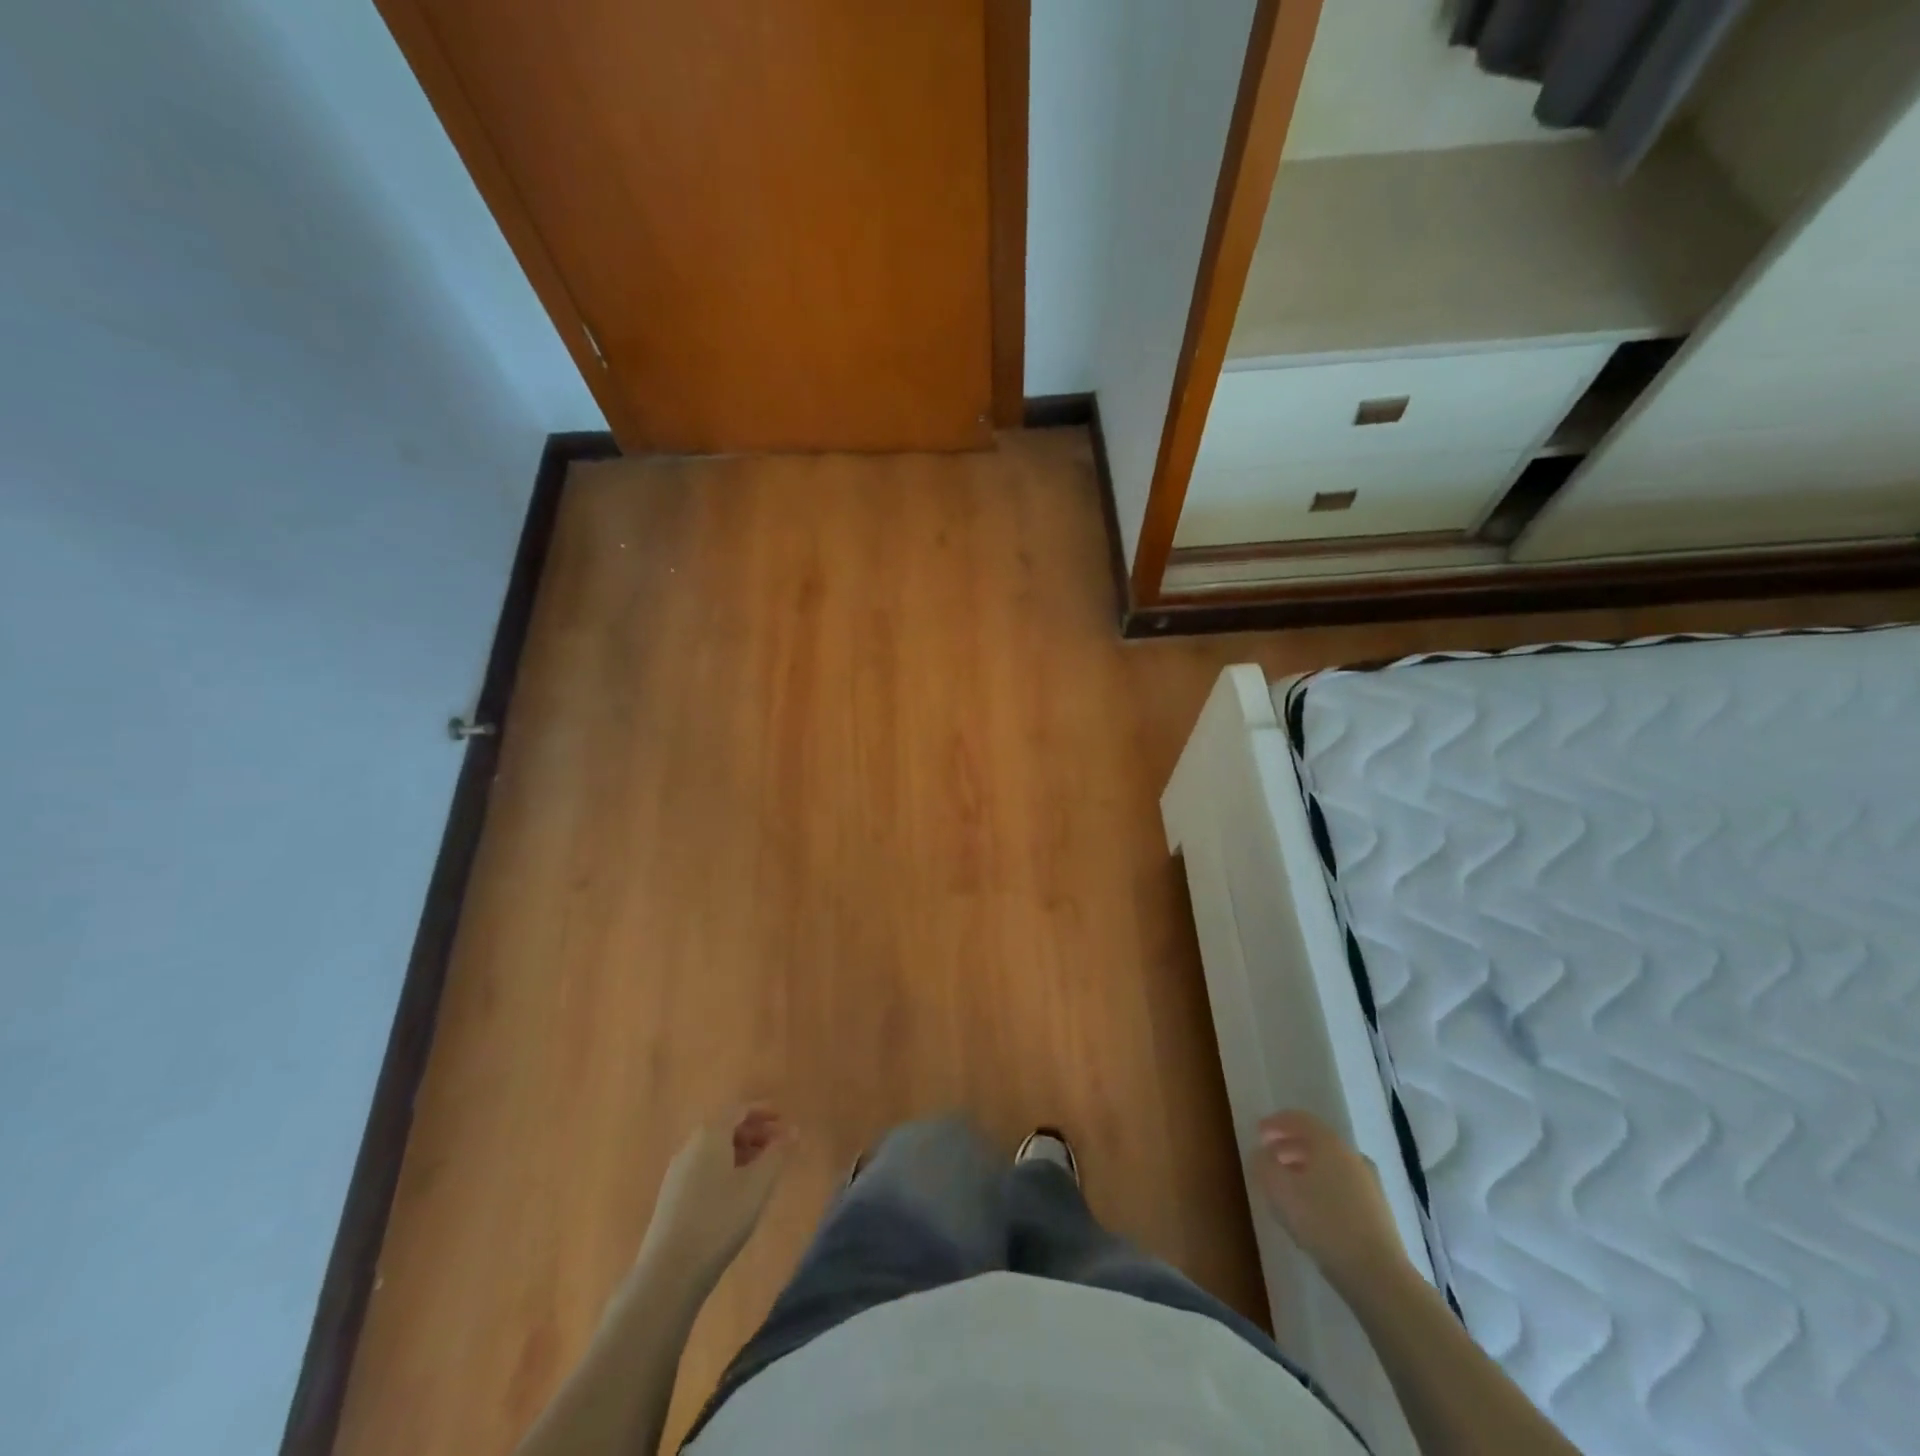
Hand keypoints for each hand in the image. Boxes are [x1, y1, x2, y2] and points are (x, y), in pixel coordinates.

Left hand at [639, 1105, 796, 1286]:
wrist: (669, 1272)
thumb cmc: (720, 1219)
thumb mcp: (758, 1185)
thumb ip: (777, 1153)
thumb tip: (793, 1130)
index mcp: (710, 1135)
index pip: (739, 1110)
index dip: (763, 1111)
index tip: (783, 1120)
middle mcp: (690, 1146)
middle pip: (725, 1127)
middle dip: (753, 1132)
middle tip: (776, 1146)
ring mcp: (677, 1171)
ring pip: (713, 1149)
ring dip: (740, 1151)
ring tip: (760, 1169)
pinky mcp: (671, 1196)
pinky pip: (703, 1167)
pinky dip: (724, 1167)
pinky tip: (735, 1191)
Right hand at [1249, 1110, 1411, 1295]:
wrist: (1377, 1274)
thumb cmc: (1322, 1222)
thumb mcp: (1278, 1189)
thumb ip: (1263, 1164)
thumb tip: (1261, 1154)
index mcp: (1328, 1143)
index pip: (1298, 1119)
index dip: (1275, 1123)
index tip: (1258, 1134)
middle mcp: (1350, 1155)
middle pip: (1315, 1141)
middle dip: (1289, 1146)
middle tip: (1269, 1159)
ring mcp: (1368, 1183)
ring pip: (1329, 1165)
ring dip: (1305, 1168)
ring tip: (1287, 1186)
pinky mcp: (1377, 1210)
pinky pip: (1341, 1185)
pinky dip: (1322, 1186)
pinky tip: (1312, 1208)